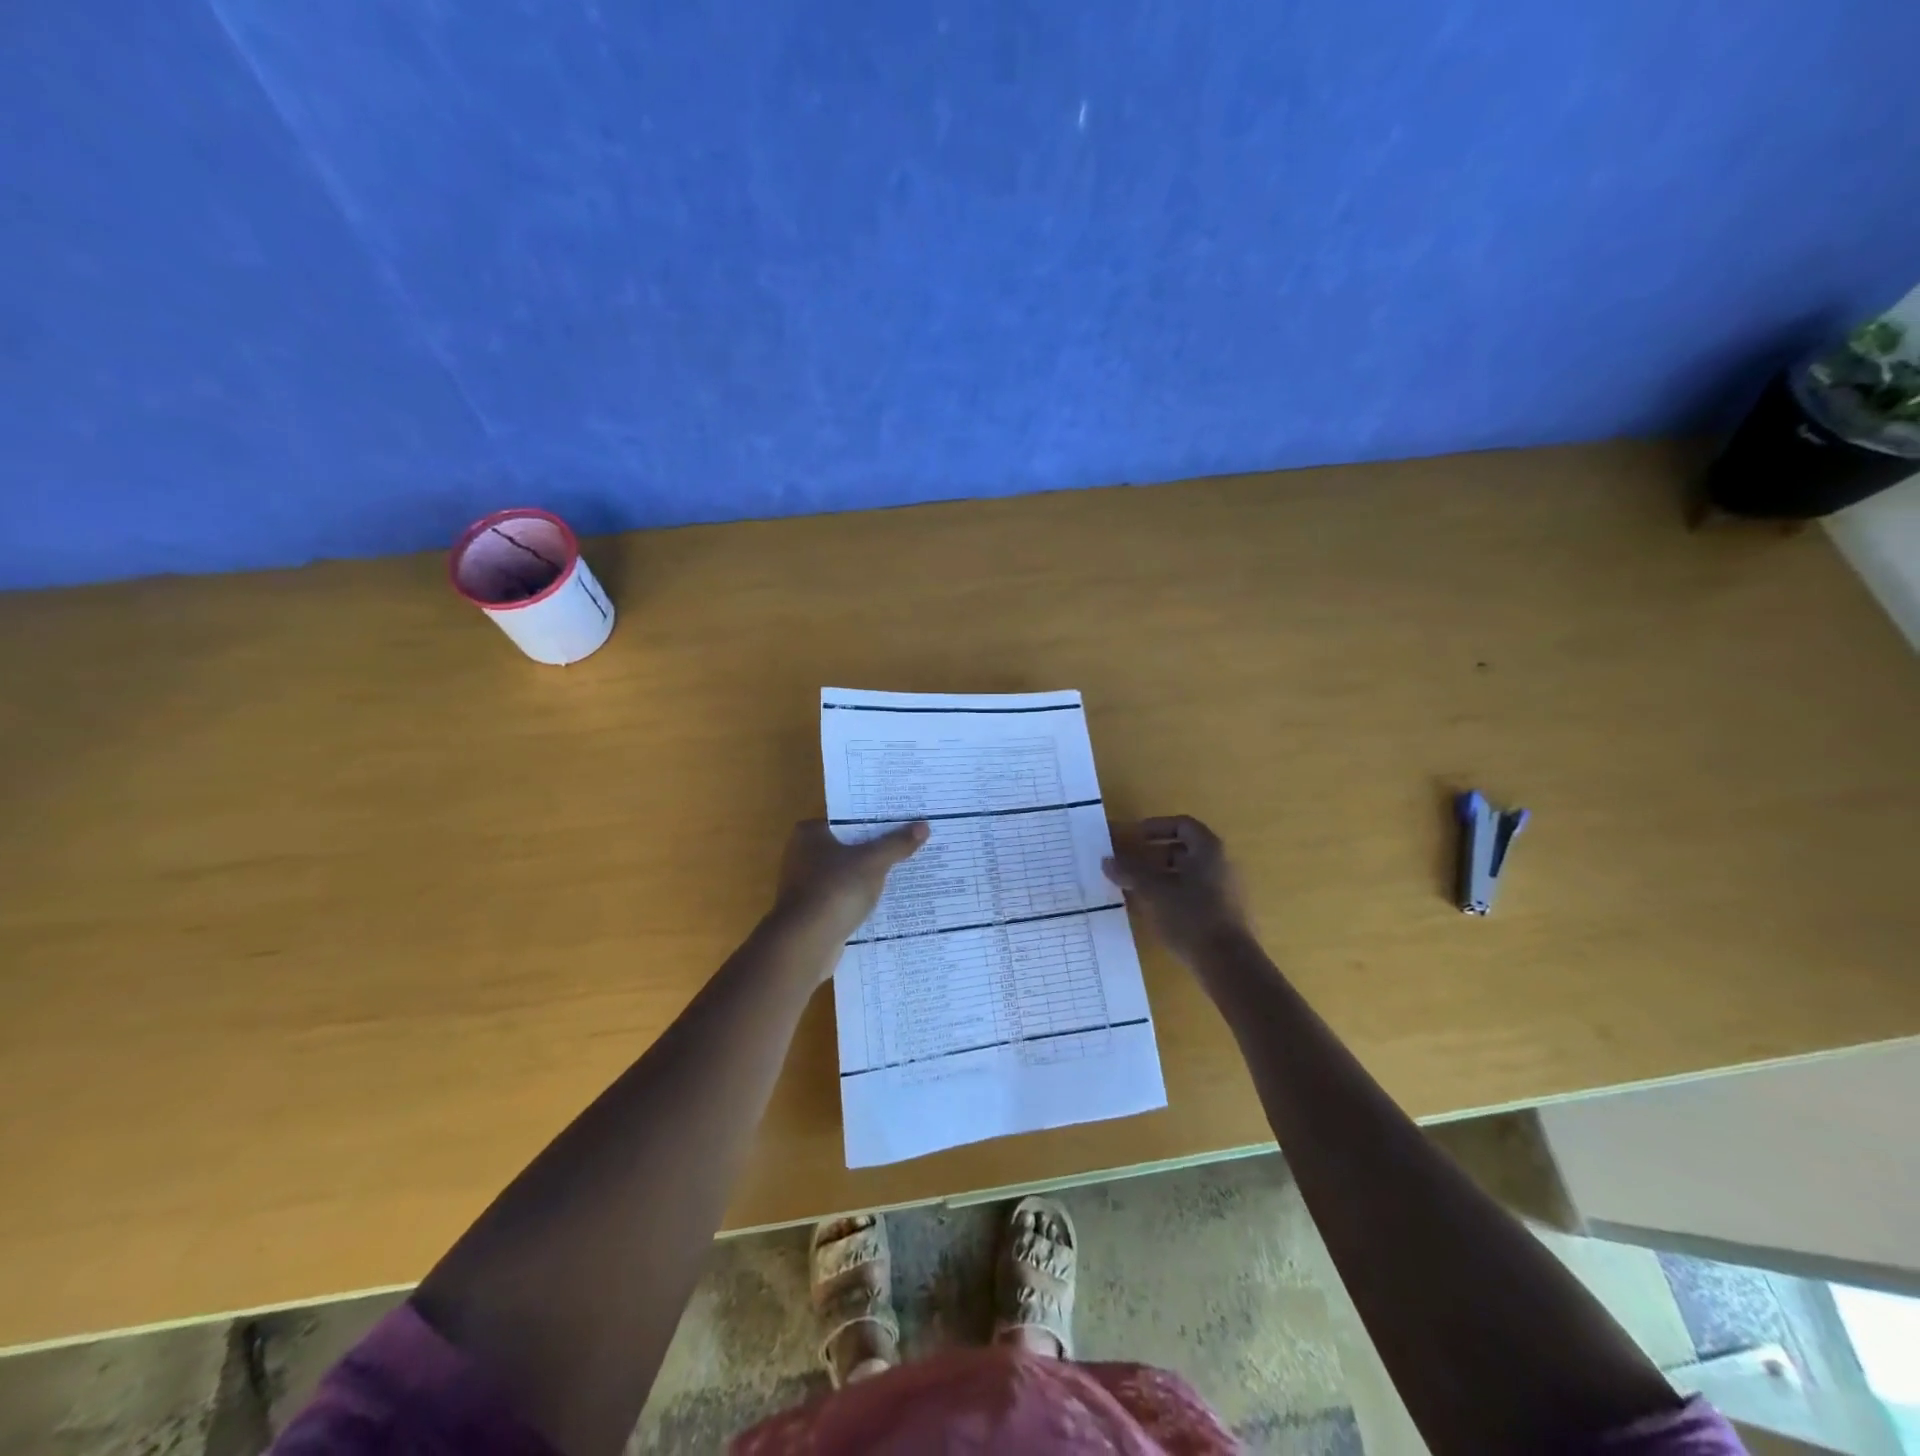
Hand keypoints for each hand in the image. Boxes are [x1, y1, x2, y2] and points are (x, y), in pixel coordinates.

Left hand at [771, 819, 928, 958]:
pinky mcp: (814, 911)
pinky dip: (864, 897)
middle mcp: (803, 855)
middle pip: (851, 845)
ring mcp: (807, 885)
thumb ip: (897, 844)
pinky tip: (889, 899)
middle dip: (878, 847)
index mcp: (810, 833)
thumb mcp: (872, 862)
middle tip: (913, 843)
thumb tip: (924, 826)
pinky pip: (846, 896)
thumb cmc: (835, 890)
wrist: (805, 944)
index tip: (904, 820)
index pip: (850, 819)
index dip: (877, 820)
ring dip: (872, 874)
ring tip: (908, 869)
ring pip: (849, 873)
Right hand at [1103, 815, 1250, 965]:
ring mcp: (1225, 890)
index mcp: (1208, 850)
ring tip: (1135, 888)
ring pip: (1187, 874)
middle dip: (1153, 855)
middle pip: (1184, 850)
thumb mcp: (1154, 890)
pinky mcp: (1223, 914)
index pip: (1182, 824)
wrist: (1228, 964)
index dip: (1156, 827)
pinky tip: (1153, 910)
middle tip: (1129, 864)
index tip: (1133, 838)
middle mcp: (1221, 864)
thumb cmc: (1191, 916)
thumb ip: (1130, 871)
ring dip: (1160, 876)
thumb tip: (1107, 860)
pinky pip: (1193, 894)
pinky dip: (1171, 894)